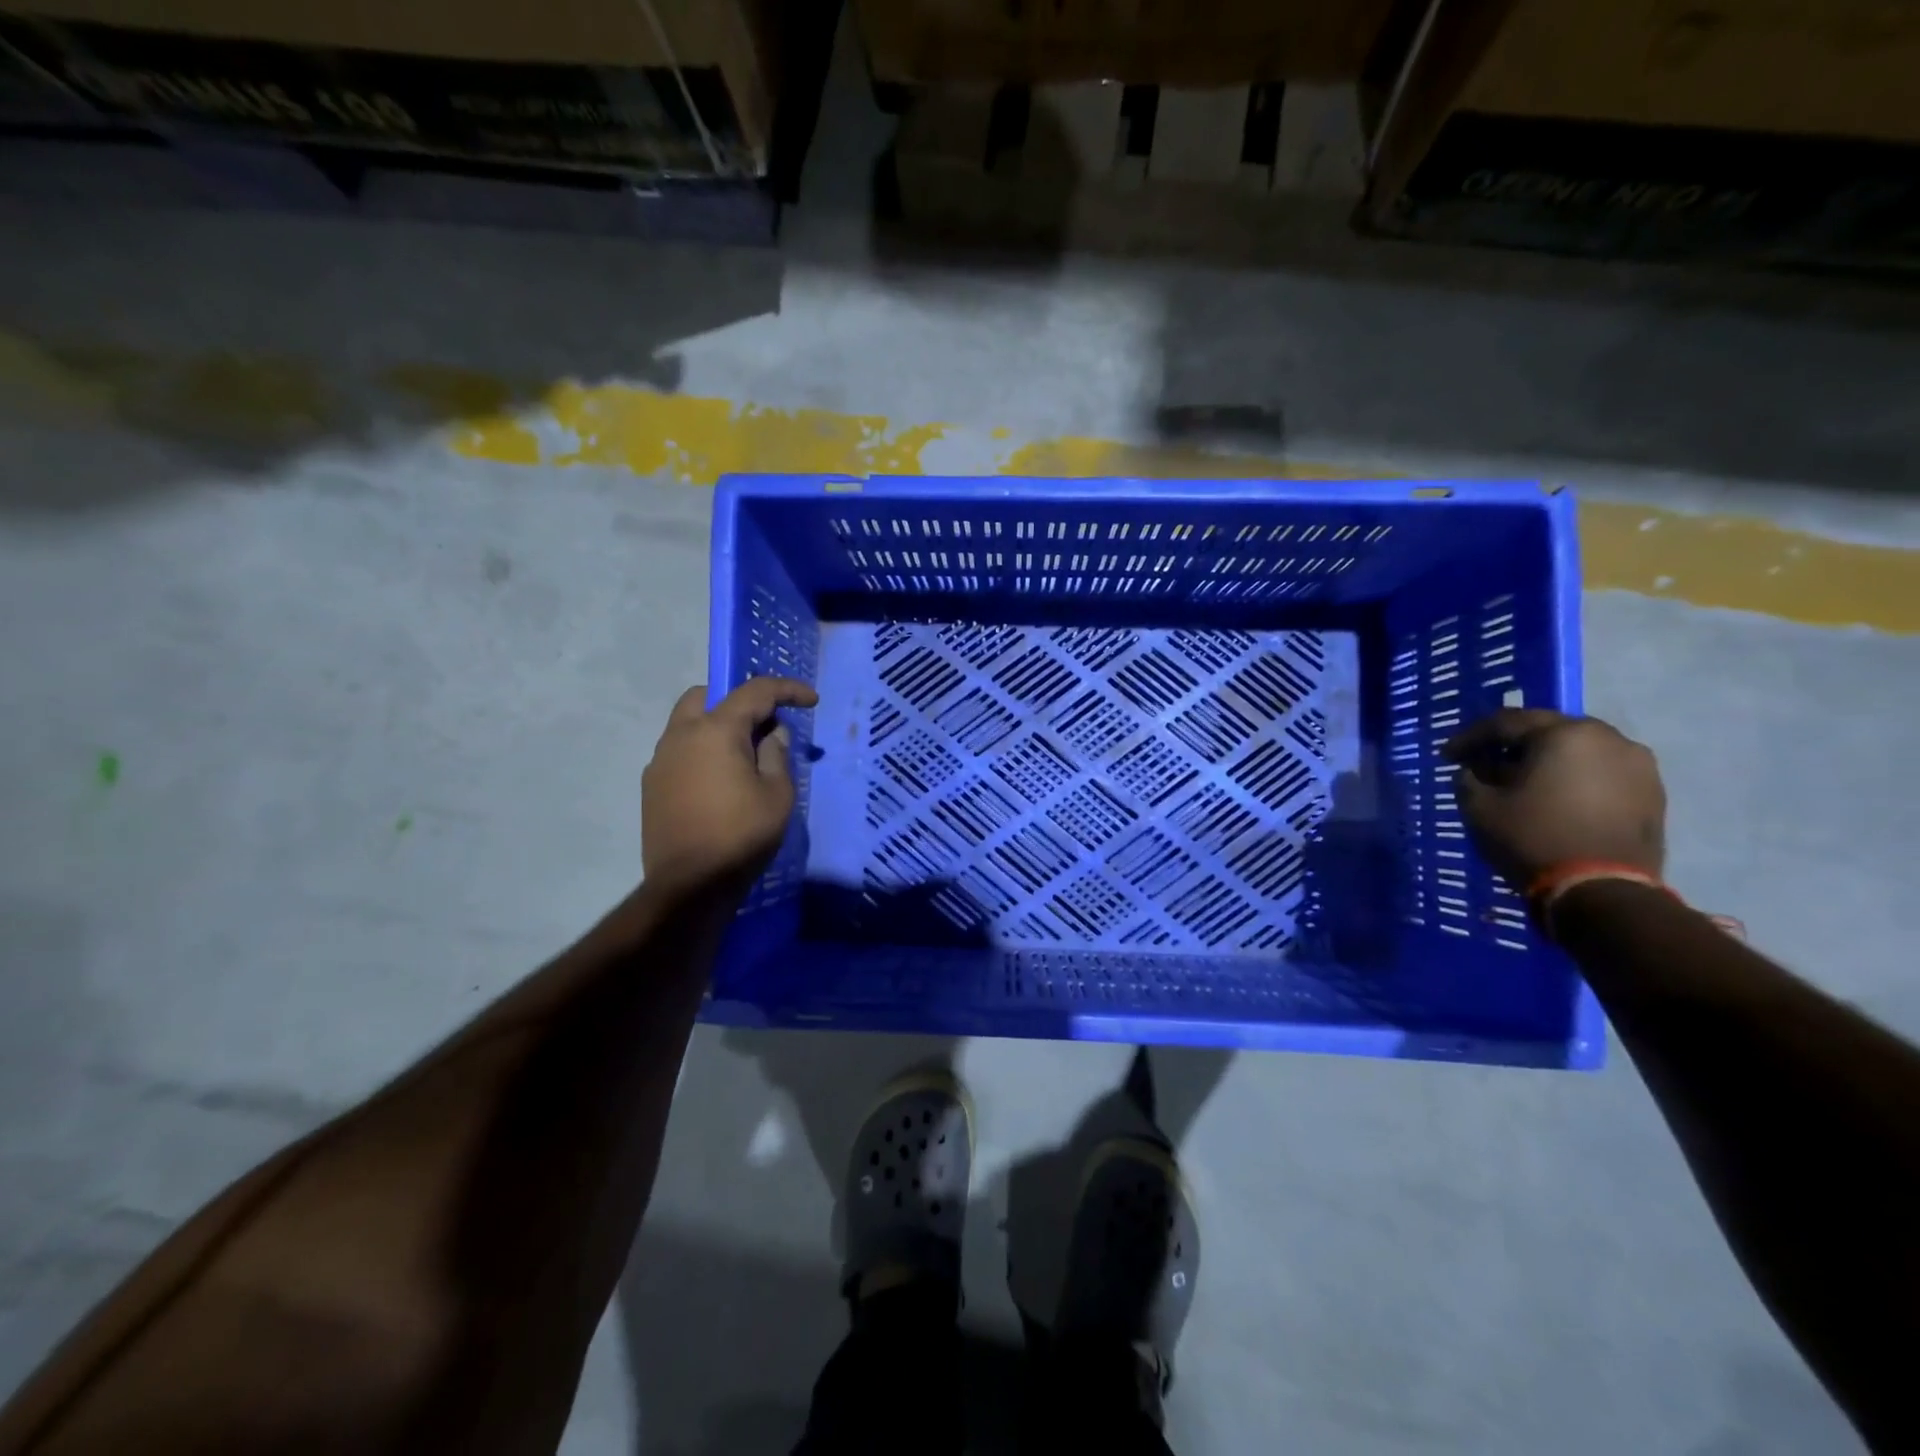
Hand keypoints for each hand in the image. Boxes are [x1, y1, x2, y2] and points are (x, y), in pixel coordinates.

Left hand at [642, 677, 818, 897]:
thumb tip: (771, 735)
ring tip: (744, 757)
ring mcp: (661, 760)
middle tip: (764, 725)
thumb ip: (776, 754)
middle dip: (738, 701)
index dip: (786, 689)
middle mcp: (681, 735)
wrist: (689, 886)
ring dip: (717, 726)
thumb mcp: (777, 794)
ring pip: (688, 723)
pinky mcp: (652, 785)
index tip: (810, 700)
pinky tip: (720, 782)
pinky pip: (680, 751)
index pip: (754, 692)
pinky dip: (702, 751)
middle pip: (707, 696)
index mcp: (715, 731)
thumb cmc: (741, 835)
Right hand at [1442, 710, 1665, 889]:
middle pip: (1547, 730)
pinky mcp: (1652, 793)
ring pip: (1578, 750)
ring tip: (1521, 781)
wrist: (1602, 891)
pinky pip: (1602, 772)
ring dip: (1546, 760)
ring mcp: (1637, 765)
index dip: (1469, 737)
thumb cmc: (1533, 838)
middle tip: (1483, 762)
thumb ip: (1469, 778)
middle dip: (1511, 744)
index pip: (1505, 722)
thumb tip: (1474, 770)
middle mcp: (1607, 738)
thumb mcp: (1479, 807)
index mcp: (1563, 734)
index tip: (1446, 756)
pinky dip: (1573, 777)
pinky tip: (1555, 797)